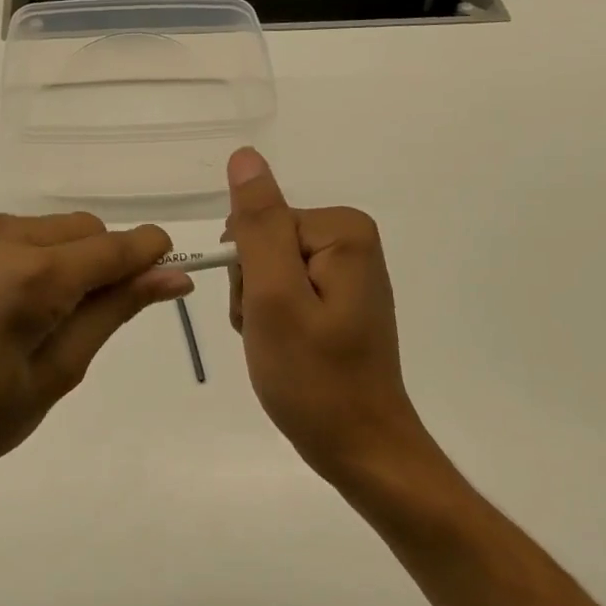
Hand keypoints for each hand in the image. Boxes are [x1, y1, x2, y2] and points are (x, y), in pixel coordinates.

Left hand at [0, 212, 190, 506]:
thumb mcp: (54, 376)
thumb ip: (113, 313)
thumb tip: (172, 276)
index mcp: (30, 277)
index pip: (116, 245)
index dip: (148, 257)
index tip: (161, 278)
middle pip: (81, 229)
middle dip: (97, 263)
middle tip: (74, 321)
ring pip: (42, 227)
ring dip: (54, 259)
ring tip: (22, 317)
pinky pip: (0, 230)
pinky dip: (14, 256)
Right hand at [225, 148, 433, 485]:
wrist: (360, 448)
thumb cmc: (314, 378)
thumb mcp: (274, 297)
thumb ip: (258, 225)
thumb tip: (245, 157)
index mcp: (342, 231)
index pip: (259, 224)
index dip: (247, 272)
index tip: (263, 314)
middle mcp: (350, 240)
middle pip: (264, 243)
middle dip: (253, 290)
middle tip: (272, 334)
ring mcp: (346, 270)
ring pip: (267, 269)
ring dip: (258, 308)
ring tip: (279, 346)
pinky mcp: (338, 296)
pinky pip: (284, 290)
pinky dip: (273, 320)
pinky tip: (287, 348)